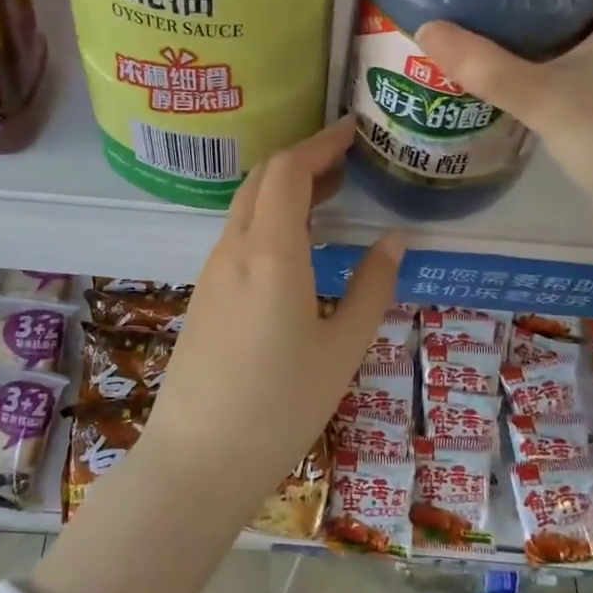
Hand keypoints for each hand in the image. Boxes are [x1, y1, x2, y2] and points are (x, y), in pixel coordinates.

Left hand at [139, 118, 405, 503]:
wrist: (199, 459)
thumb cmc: (281, 406)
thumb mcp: (343, 348)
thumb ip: (372, 287)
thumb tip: (394, 240)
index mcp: (270, 251)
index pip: (288, 169)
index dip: (321, 143)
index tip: (354, 133)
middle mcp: (234, 248)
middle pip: (263, 179)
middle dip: (305, 160)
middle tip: (349, 163)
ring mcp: (212, 270)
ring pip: (248, 206)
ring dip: (286, 189)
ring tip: (331, 198)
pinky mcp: (205, 293)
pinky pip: (239, 235)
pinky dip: (270, 218)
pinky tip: (298, 245)